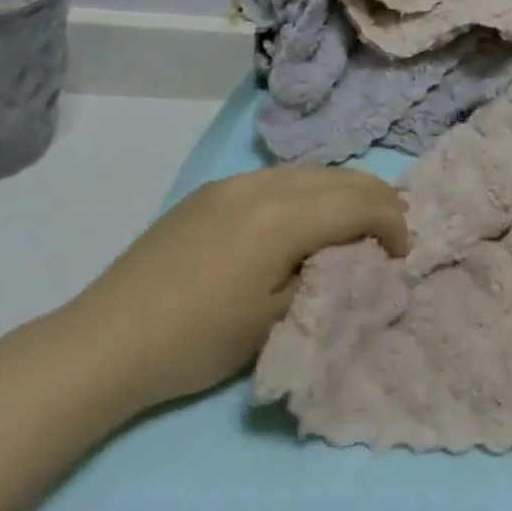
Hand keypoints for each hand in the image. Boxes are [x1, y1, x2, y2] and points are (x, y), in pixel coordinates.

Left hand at [64, 165, 407, 416]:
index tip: (404, 254)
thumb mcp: (275, 319)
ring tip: (359, 218)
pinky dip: (310, 189)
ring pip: (311, 171)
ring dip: (344, 190)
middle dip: (376, 199)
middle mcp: (266, 183)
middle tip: (395, 230)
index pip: (359, 204)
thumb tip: (353, 257)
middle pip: (340, 177)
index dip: (392, 224)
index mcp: (285, 215)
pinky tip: (306, 215)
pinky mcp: (214, 191)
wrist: (107, 339)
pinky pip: (279, 177)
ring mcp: (236, 182)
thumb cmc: (198, 340)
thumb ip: (324, 277)